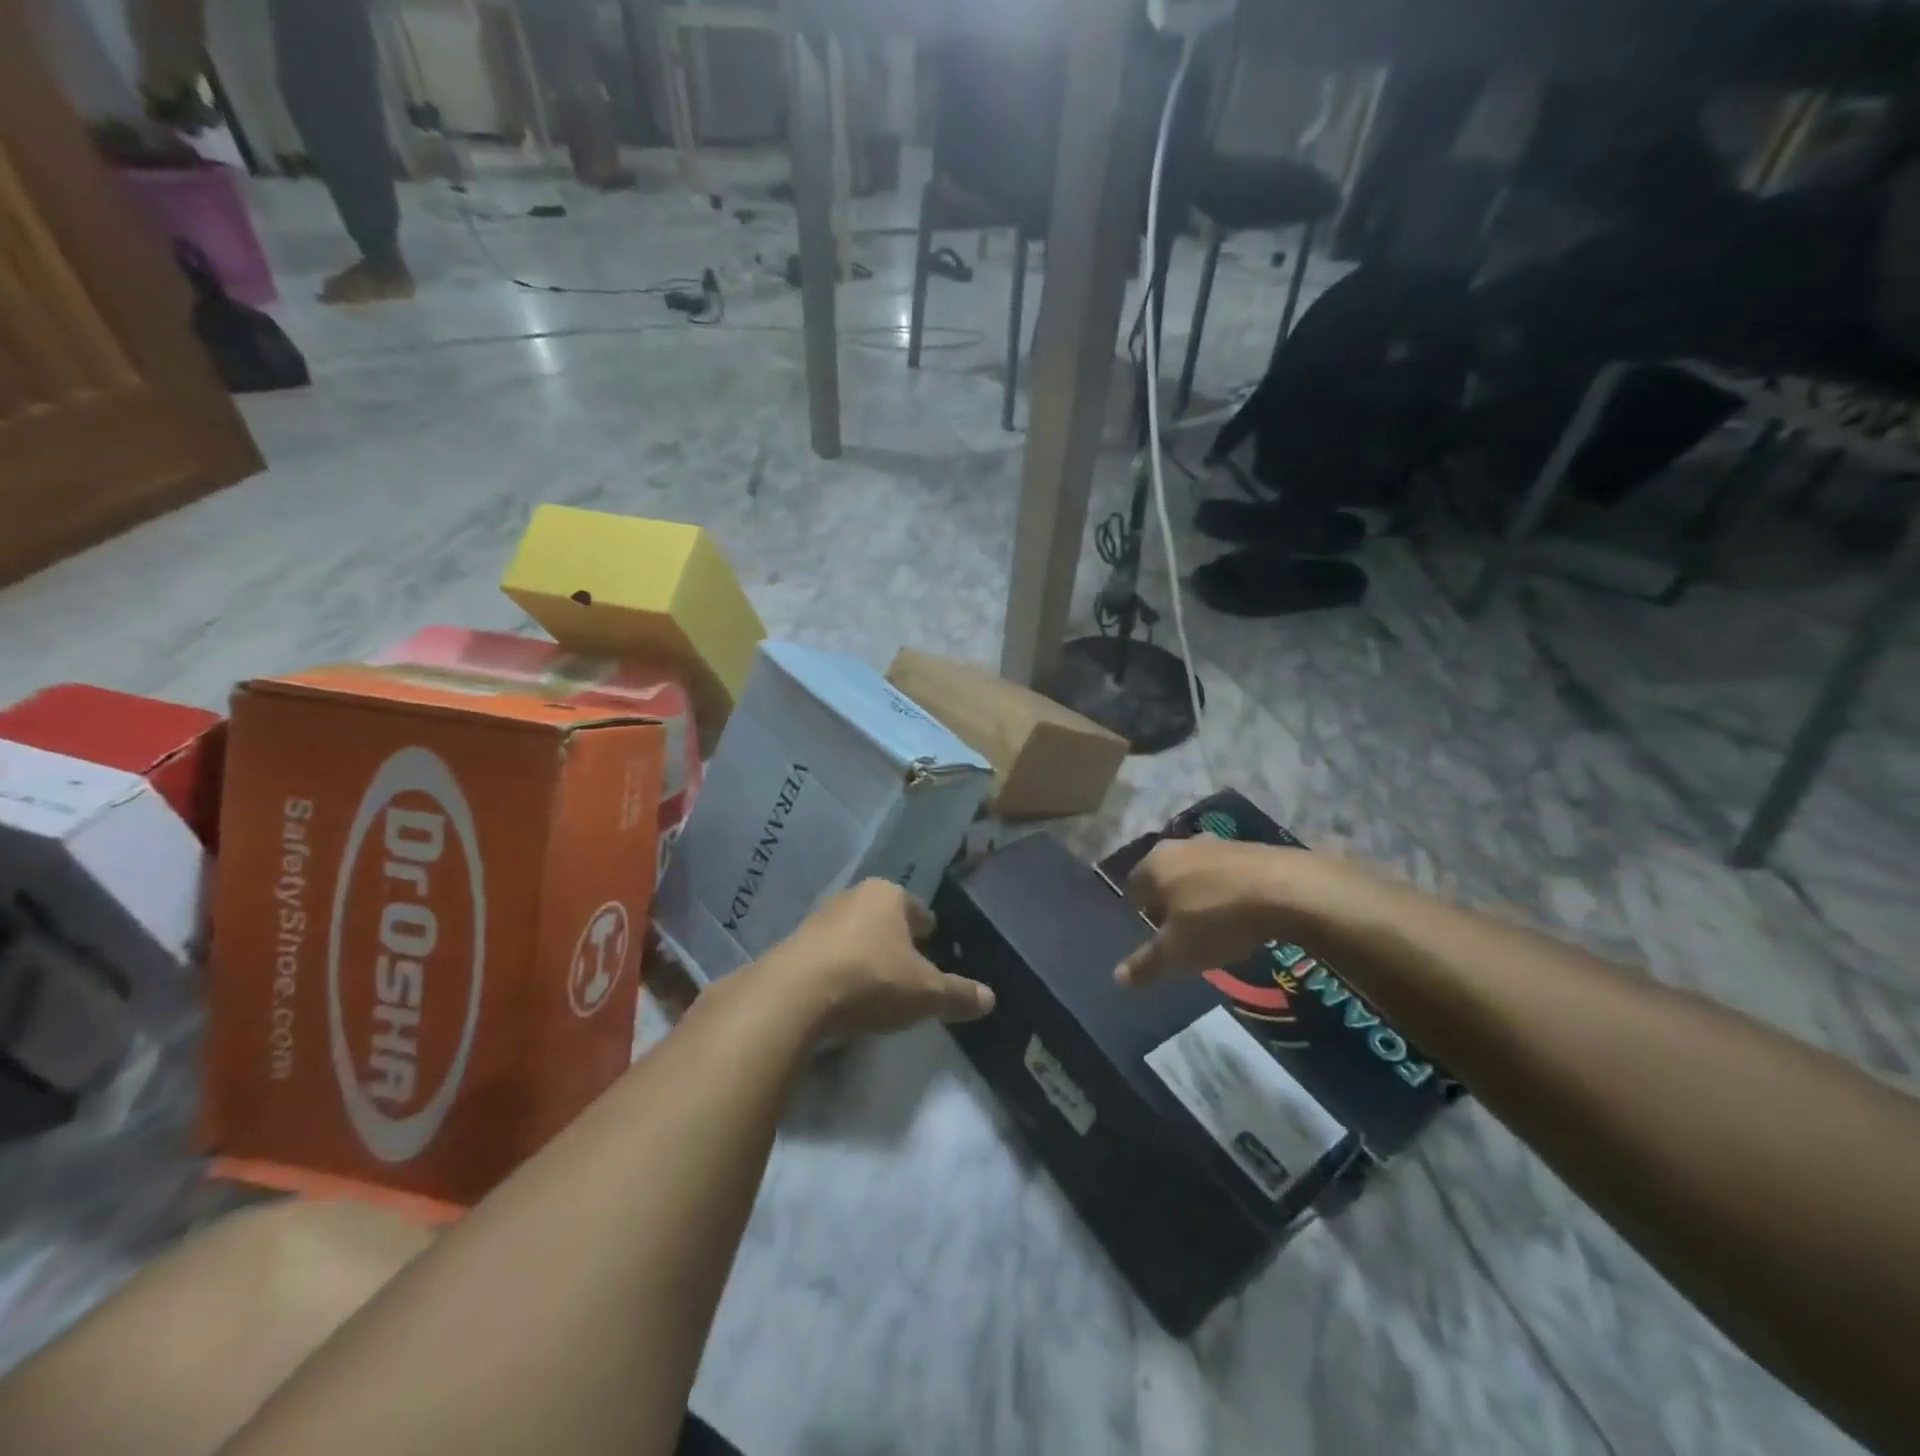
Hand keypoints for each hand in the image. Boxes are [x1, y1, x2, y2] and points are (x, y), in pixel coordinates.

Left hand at [757, 879, 994, 1039]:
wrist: (795, 995)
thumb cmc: (872, 979)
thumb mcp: (926, 993)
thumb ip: (959, 994)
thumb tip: (991, 999)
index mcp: (887, 895)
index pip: (915, 907)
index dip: (926, 925)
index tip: (931, 939)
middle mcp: (852, 897)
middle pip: (881, 916)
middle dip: (893, 936)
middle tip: (905, 960)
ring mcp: (817, 919)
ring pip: (851, 933)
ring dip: (862, 951)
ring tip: (873, 979)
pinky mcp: (791, 946)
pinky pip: (825, 955)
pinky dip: (836, 969)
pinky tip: (841, 993)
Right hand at [1115, 837, 1311, 986]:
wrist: (1287, 890)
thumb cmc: (1218, 919)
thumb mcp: (1178, 953)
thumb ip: (1146, 964)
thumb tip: (1118, 977)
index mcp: (1154, 864)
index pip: (1132, 888)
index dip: (1138, 914)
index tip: (1153, 936)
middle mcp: (1179, 845)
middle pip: (1164, 876)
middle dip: (1168, 901)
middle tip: (1180, 931)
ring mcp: (1216, 842)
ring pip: (1195, 872)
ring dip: (1199, 894)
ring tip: (1213, 923)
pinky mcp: (1249, 846)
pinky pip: (1226, 872)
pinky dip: (1227, 890)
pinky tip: (1241, 912)